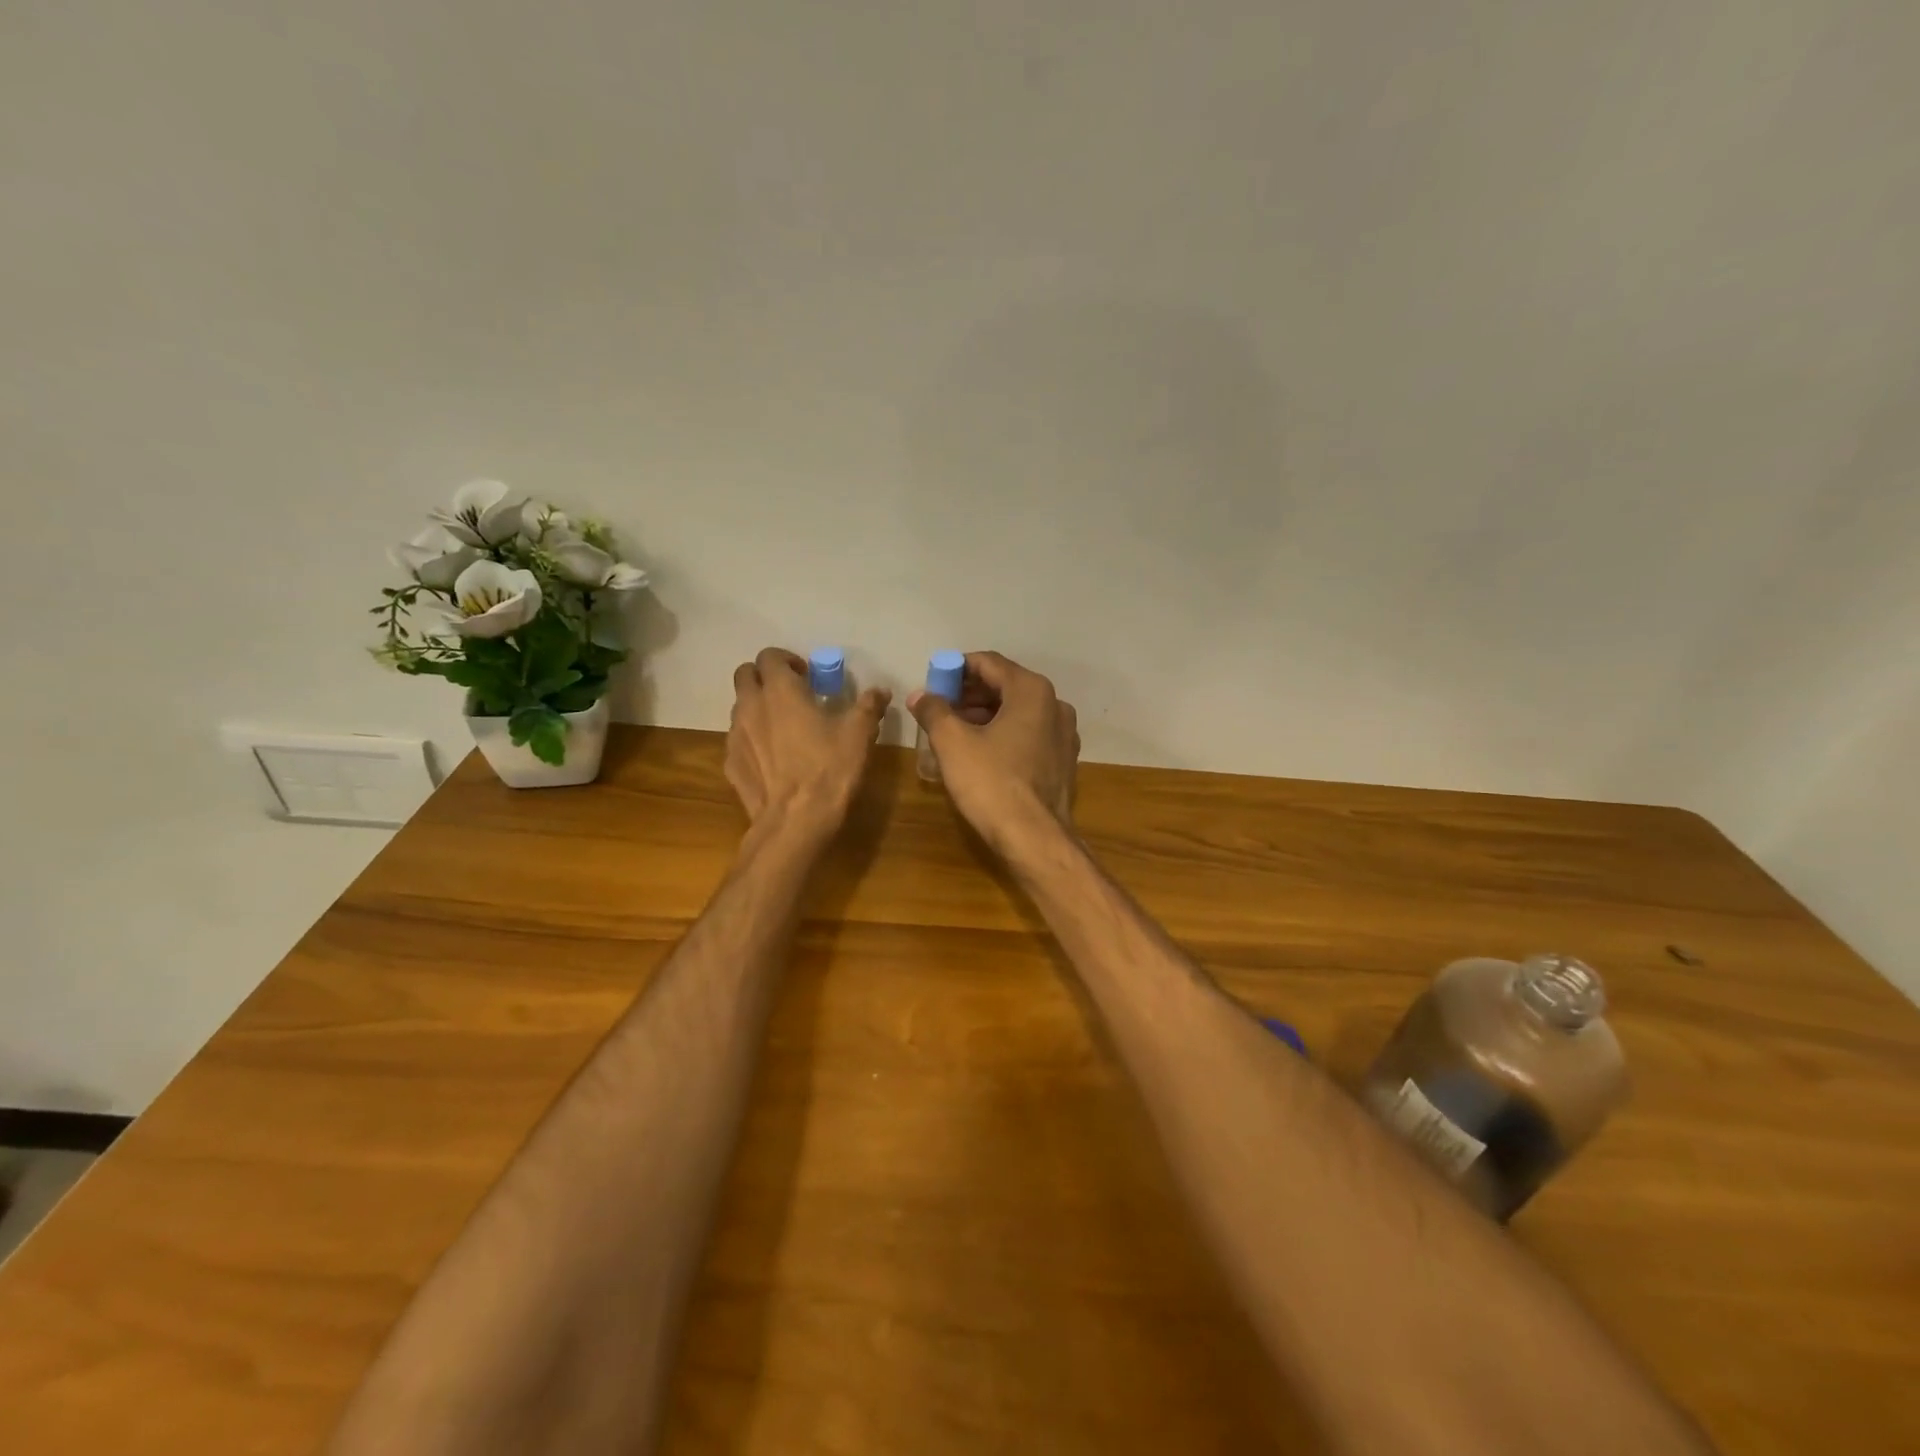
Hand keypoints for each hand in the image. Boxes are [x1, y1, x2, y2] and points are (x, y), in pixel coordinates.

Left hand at [726, 647, 889, 836]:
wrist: (795, 821)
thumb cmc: (829, 770)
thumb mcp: (859, 735)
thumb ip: (869, 706)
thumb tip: (880, 691)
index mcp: (780, 691)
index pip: (769, 656)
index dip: (787, 660)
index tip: (807, 676)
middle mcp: (751, 706)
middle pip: (744, 675)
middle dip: (764, 677)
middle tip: (790, 694)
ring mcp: (735, 735)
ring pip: (739, 707)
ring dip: (757, 707)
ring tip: (782, 726)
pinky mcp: (730, 763)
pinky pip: (738, 739)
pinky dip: (752, 738)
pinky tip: (773, 758)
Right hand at [907, 651, 1078, 851]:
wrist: (1035, 839)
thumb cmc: (992, 783)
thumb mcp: (952, 743)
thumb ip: (934, 711)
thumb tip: (920, 695)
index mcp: (1031, 691)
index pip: (988, 662)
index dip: (955, 669)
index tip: (932, 683)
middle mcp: (1054, 704)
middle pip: (1005, 685)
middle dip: (969, 693)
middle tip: (939, 708)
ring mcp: (1064, 734)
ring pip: (1018, 711)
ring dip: (984, 715)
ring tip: (954, 731)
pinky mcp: (1064, 761)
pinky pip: (1029, 734)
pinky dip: (1004, 734)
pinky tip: (981, 753)